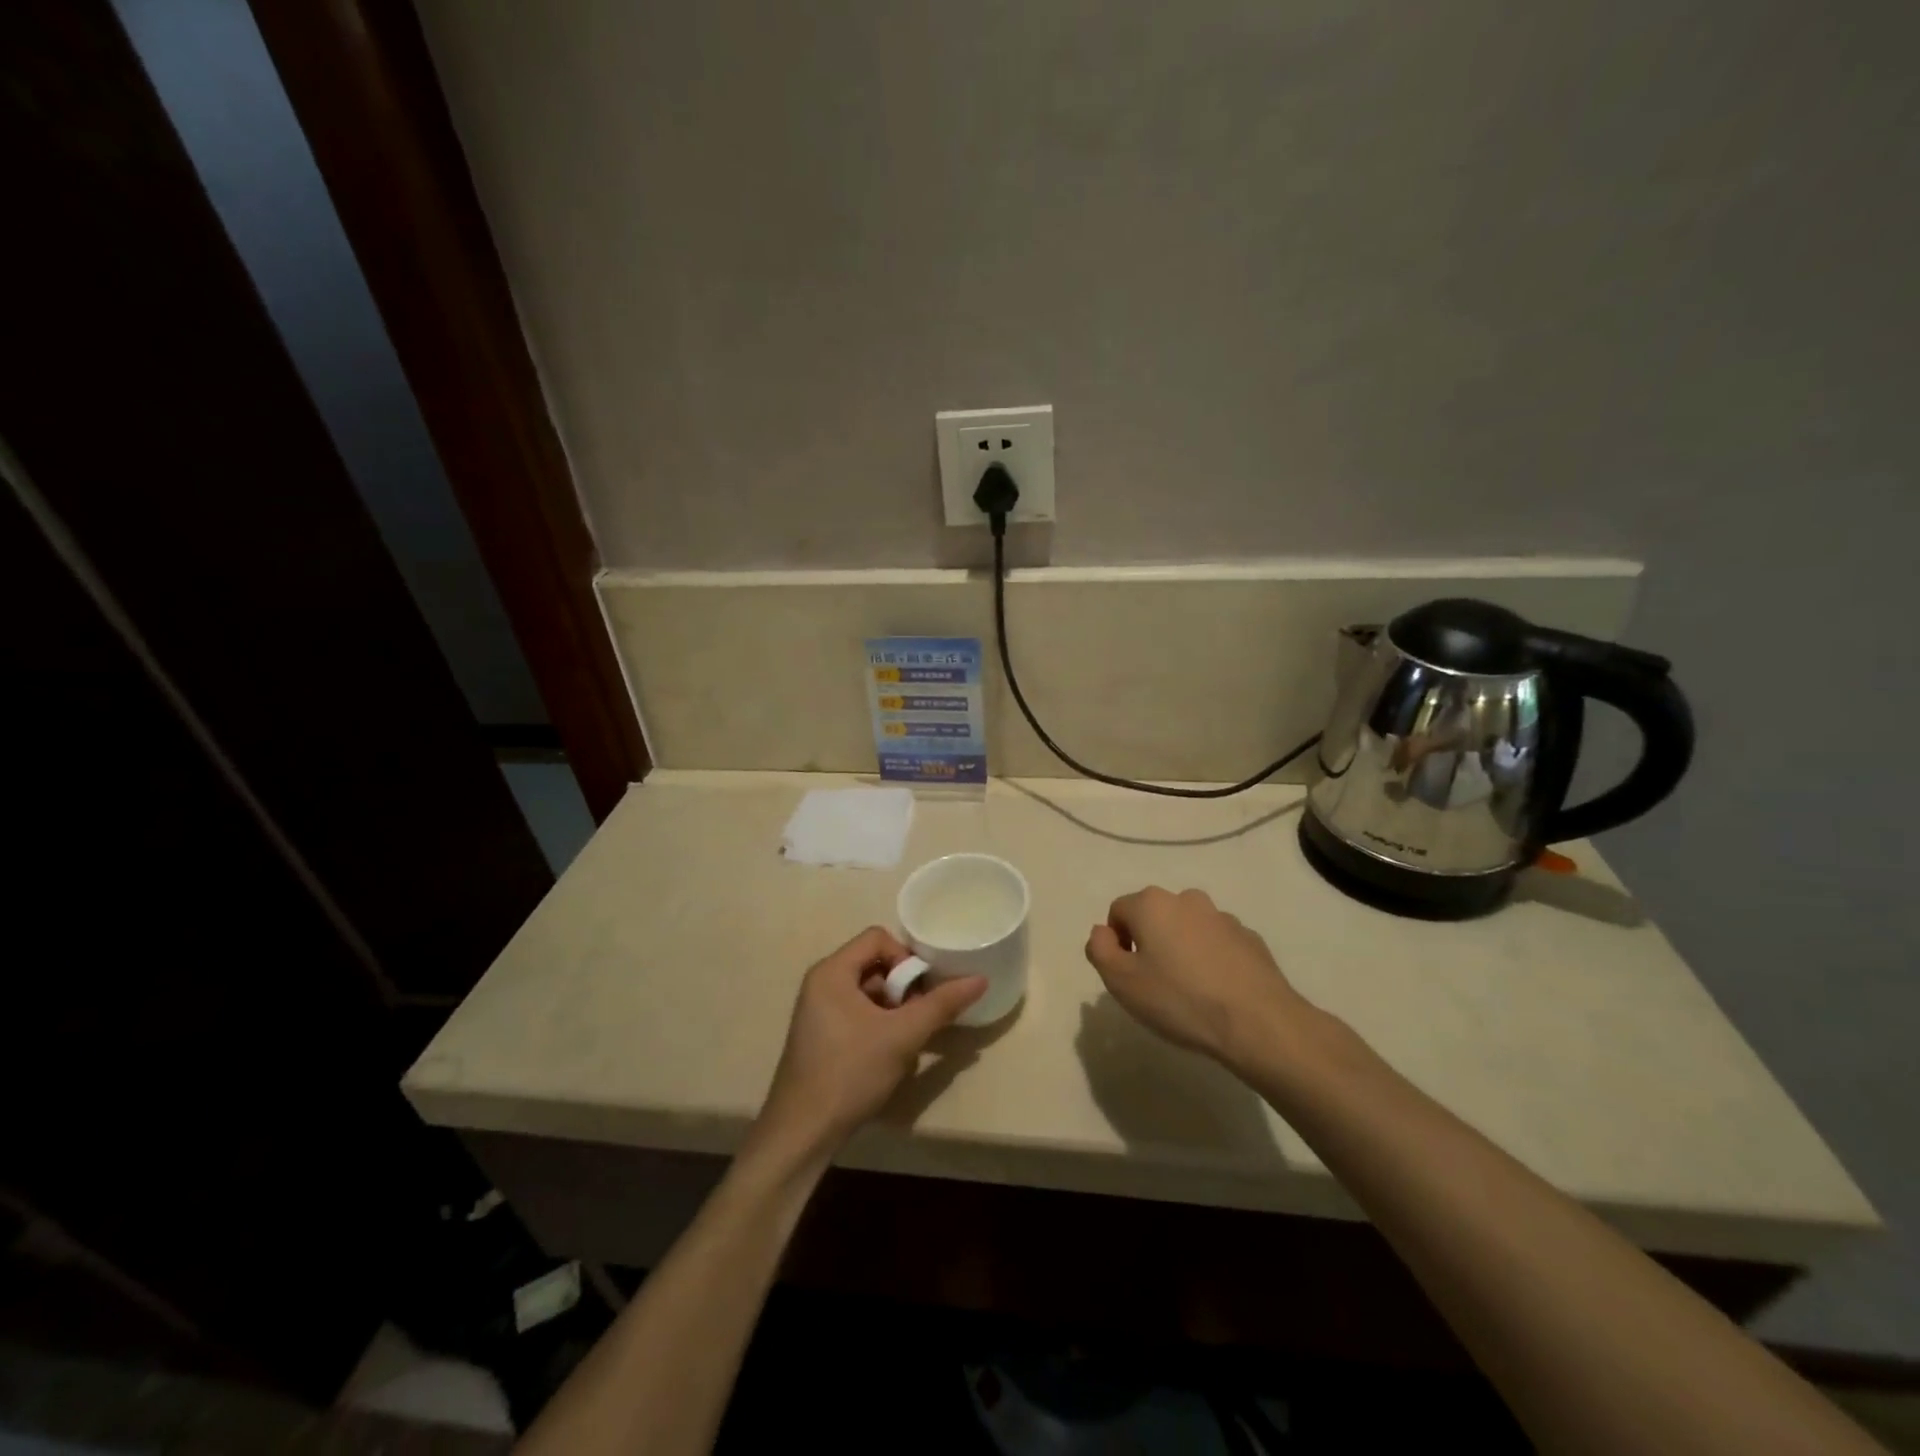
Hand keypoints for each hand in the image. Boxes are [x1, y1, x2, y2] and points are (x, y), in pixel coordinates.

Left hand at [754, 927, 985, 1159]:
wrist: (802, 1133)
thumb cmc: (850, 1073)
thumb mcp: (903, 1036)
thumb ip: (941, 1004)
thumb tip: (980, 979)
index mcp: (832, 971)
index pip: (878, 938)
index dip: (906, 957)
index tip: (921, 991)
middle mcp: (822, 983)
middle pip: (875, 964)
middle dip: (903, 988)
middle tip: (919, 1018)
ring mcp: (819, 1011)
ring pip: (870, 992)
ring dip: (895, 1011)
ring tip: (907, 1040)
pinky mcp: (822, 1036)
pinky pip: (858, 1013)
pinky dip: (880, 1026)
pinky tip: (890, 1056)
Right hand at [1085, 887, 1301, 1068]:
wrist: (1257, 1022)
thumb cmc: (1180, 999)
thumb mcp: (1121, 982)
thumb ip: (1100, 949)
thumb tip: (1102, 932)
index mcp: (1152, 904)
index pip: (1118, 911)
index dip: (1116, 942)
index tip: (1127, 975)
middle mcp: (1186, 899)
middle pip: (1154, 916)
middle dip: (1149, 942)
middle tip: (1153, 983)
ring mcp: (1222, 917)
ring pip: (1187, 928)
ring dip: (1180, 949)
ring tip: (1188, 990)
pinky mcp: (1250, 938)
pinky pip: (1217, 943)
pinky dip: (1210, 959)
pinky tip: (1216, 992)